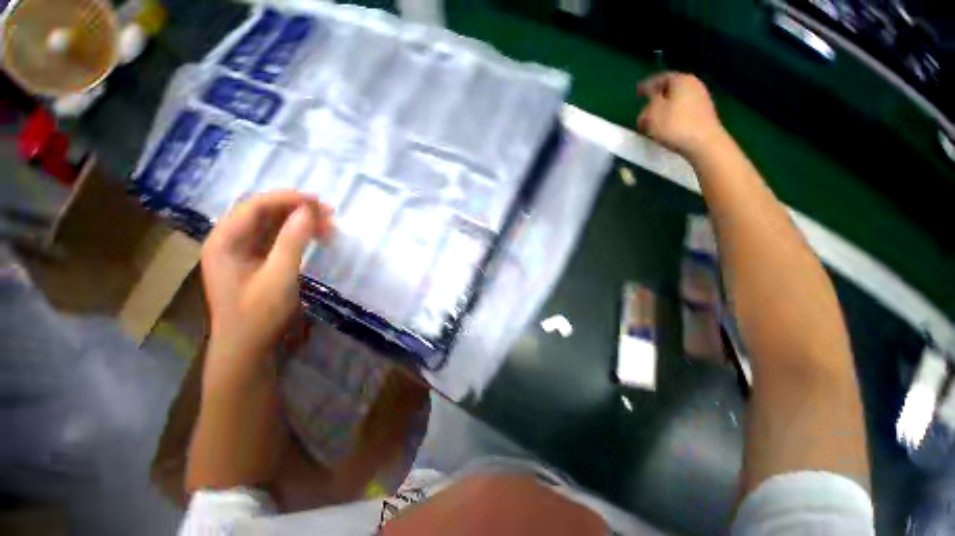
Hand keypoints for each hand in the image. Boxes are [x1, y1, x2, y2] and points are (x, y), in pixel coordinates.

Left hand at [200, 191, 332, 389]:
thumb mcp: (278, 278)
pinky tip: (316, 237)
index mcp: (224, 241)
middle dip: (297, 210)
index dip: (286, 199)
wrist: (248, 347)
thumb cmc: (259, 315)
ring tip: (329, 225)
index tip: (318, 202)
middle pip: (263, 212)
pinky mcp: (256, 260)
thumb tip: (308, 211)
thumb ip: (292, 242)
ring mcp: (242, 251)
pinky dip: (298, 235)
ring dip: (300, 222)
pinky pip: (277, 238)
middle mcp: (229, 240)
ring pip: (273, 224)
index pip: (254, 206)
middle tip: (329, 215)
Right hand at [636, 72, 726, 159]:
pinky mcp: (704, 115)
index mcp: (681, 79)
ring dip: (664, 110)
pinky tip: (665, 128)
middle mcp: (694, 85)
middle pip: (670, 89)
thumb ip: (647, 106)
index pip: (660, 78)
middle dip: (656, 98)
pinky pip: (683, 111)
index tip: (637, 92)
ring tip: (653, 122)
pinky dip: (672, 117)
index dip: (647, 85)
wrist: (703, 143)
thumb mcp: (652, 114)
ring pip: (676, 101)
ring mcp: (701, 99)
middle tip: (644, 108)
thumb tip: (648, 107)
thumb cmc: (675, 125)